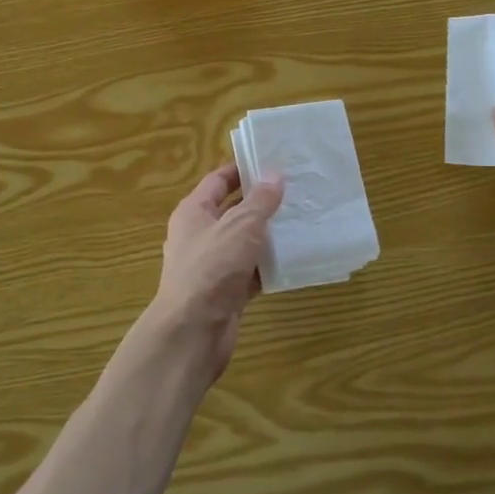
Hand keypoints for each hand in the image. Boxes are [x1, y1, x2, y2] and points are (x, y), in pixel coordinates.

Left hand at [135, 162, 284, 383]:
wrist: (193, 331)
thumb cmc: (212, 268)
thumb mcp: (240, 227)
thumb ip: (260, 201)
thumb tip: (275, 174)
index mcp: (194, 212)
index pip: (217, 181)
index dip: (241, 170)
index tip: (272, 162)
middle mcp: (200, 236)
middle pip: (232, 211)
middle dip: (261, 202)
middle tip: (295, 191)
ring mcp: (213, 265)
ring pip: (244, 243)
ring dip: (268, 235)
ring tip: (301, 220)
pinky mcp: (226, 291)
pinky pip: (251, 271)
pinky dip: (269, 266)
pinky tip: (295, 259)